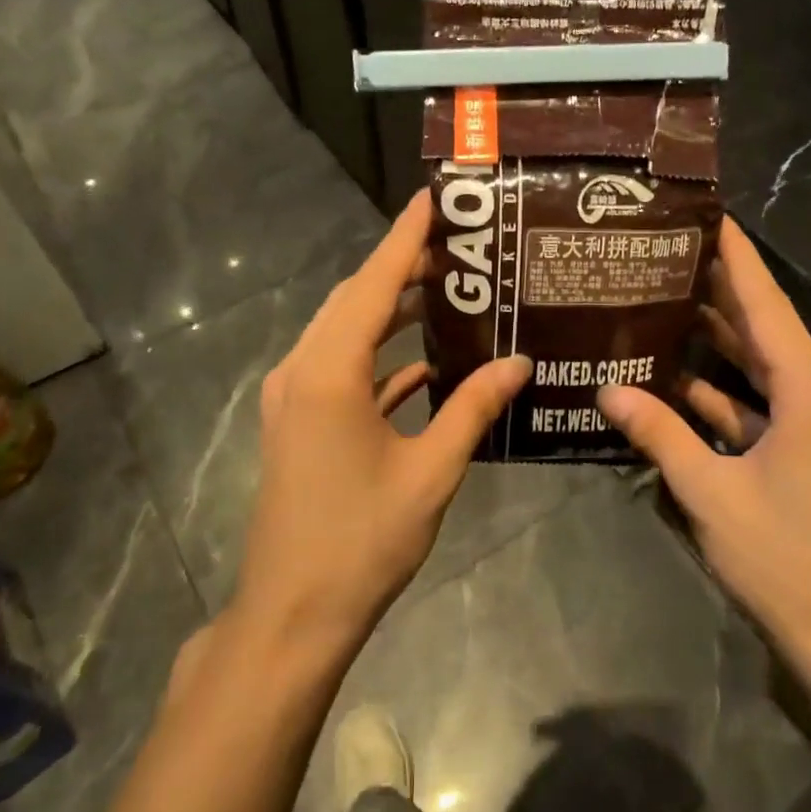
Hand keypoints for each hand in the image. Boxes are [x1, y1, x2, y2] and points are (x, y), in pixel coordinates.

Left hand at [231, 191, 529, 655]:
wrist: (292, 614)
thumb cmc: (362, 541)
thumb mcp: (430, 472)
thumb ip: (473, 408)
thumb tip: (519, 362)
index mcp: (329, 372)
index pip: (375, 284)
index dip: (405, 236)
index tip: (432, 197)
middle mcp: (301, 371)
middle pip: (355, 300)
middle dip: (402, 269)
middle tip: (458, 246)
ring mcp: (292, 398)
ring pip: (345, 333)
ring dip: (390, 311)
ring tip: (447, 292)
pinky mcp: (296, 423)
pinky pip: (341, 370)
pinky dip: (379, 358)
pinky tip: (422, 363)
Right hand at [598, 218, 810, 656]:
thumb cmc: (781, 557)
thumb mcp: (710, 492)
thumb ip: (659, 434)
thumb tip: (608, 389)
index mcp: (809, 393)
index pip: (767, 308)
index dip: (738, 260)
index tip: (711, 216)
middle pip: (765, 328)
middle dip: (722, 288)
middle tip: (672, 250)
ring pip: (759, 365)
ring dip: (718, 338)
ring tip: (666, 298)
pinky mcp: (800, 448)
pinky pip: (756, 402)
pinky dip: (720, 390)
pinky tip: (674, 377)